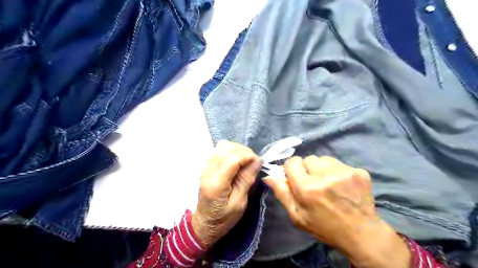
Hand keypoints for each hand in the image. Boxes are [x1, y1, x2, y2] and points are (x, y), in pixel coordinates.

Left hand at [192, 141, 260, 247]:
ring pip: (223, 145)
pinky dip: (231, 151)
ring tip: (245, 161)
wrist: (205, 223)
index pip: (233, 158)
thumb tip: (257, 161)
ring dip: (237, 149)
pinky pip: (219, 150)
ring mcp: (205, 166)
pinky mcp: (206, 165)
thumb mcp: (239, 203)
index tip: (258, 163)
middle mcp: (208, 171)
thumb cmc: (223, 218)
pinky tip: (236, 161)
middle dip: (244, 151)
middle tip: (253, 162)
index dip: (248, 156)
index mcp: (216, 183)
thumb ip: (246, 180)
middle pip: (227, 147)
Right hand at [261, 156, 410, 267]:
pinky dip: (336, 171)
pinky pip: (339, 163)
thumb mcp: (297, 216)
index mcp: (307, 188)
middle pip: (308, 158)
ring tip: (328, 183)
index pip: (292, 162)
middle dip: (307, 169)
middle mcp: (325, 176)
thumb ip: (282, 193)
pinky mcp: (359, 172)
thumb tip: (268, 176)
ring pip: (324, 159)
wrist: (361, 233)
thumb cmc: (324, 227)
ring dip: (322, 168)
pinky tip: (341, 184)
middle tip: (313, 183)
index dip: (292, 169)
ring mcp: (344, 172)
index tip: (296, 178)